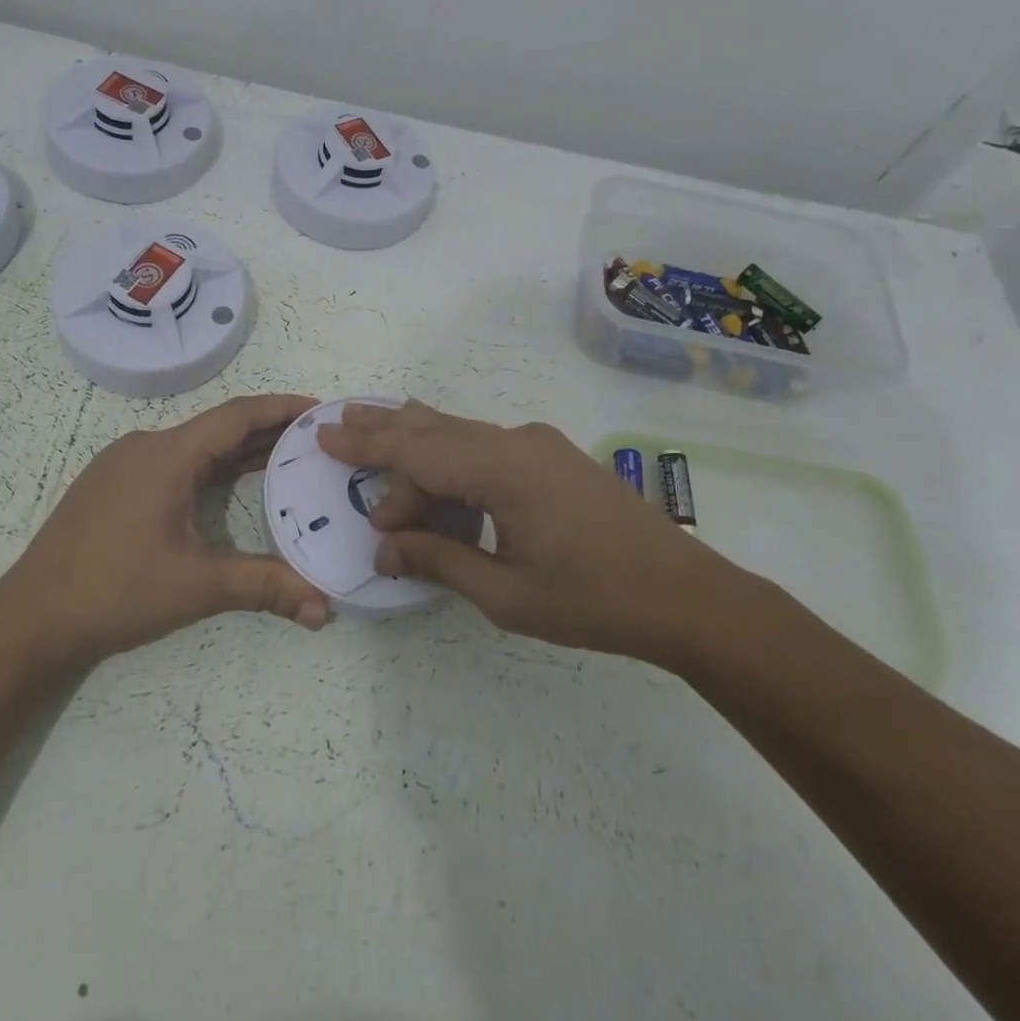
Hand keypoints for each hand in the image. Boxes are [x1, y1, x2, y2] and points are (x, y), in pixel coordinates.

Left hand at [0, 395, 331, 664]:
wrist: (30, 619)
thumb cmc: (115, 591)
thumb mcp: (197, 586)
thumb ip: (264, 587)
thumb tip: (324, 610)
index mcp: (167, 455)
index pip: (237, 415)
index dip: (282, 408)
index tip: (321, 409)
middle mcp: (146, 446)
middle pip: (218, 427)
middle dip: (268, 430)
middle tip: (315, 439)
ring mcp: (124, 464)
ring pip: (195, 445)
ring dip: (239, 449)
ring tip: (286, 458)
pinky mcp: (112, 485)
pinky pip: (174, 461)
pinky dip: (210, 466)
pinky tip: (230, 484)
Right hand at [317, 401, 754, 666]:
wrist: (685, 595)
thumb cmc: (594, 600)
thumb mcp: (507, 594)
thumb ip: (440, 562)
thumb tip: (386, 547)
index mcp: (503, 468)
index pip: (421, 458)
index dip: (380, 472)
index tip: (352, 492)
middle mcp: (517, 441)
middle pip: (433, 429)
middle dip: (381, 428)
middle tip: (333, 421)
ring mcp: (538, 444)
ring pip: (459, 430)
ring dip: (413, 433)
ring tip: (368, 419)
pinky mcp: (552, 457)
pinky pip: (484, 443)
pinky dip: (448, 449)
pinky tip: (430, 447)